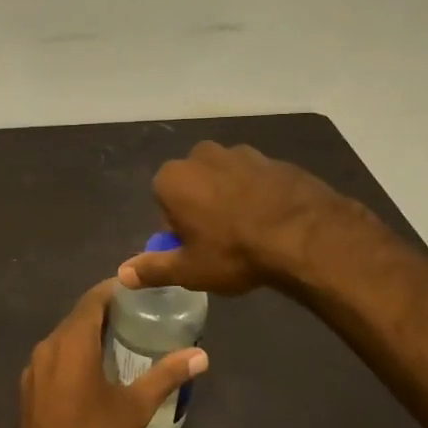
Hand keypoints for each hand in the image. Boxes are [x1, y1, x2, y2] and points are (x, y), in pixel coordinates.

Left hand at [8, 279, 208, 427]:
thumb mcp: (135, 409)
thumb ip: (166, 376)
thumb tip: (201, 355)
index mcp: (71, 343)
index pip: (92, 300)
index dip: (113, 289)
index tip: (137, 288)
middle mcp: (47, 347)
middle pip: (77, 317)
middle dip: (105, 312)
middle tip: (137, 314)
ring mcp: (33, 370)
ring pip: (63, 338)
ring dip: (88, 333)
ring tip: (120, 339)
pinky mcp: (29, 390)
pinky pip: (54, 358)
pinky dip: (74, 353)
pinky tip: (94, 369)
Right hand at [117, 141, 349, 294]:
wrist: (304, 234)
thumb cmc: (233, 252)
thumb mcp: (189, 270)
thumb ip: (153, 269)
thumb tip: (122, 275)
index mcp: (173, 178)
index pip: (163, 202)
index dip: (178, 227)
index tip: (196, 248)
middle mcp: (201, 155)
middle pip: (193, 185)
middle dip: (201, 207)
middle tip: (221, 242)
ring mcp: (241, 152)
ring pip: (225, 178)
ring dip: (230, 198)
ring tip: (250, 233)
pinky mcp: (273, 158)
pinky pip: (256, 179)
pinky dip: (259, 195)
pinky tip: (273, 222)